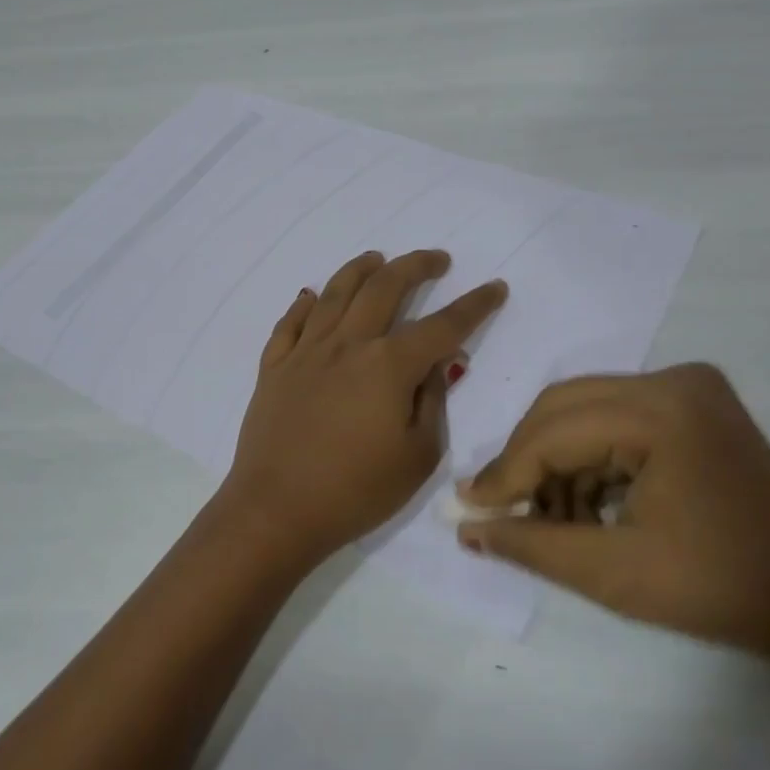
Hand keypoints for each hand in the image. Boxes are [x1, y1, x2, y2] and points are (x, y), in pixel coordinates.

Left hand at [221, 249, 507, 562]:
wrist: (276, 511)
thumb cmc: (356, 491)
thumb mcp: (417, 456)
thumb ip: (432, 401)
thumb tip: (439, 363)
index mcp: (388, 365)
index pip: (442, 325)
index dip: (474, 305)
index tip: (495, 287)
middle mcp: (347, 344)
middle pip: (384, 288)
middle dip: (415, 266)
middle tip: (435, 259)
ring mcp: (305, 352)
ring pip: (334, 292)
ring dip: (360, 269)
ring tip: (376, 258)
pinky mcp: (274, 367)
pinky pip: (289, 323)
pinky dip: (303, 303)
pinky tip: (311, 295)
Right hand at [456, 363, 769, 657]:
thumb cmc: (720, 589)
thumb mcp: (613, 573)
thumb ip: (532, 544)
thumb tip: (467, 527)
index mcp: (661, 411)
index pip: (556, 432)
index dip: (507, 472)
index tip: (469, 506)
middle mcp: (673, 380)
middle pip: (565, 407)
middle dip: (528, 460)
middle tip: (501, 507)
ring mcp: (688, 386)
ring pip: (586, 410)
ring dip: (559, 460)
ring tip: (552, 519)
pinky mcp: (694, 402)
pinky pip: (616, 417)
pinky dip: (592, 457)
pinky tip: (587, 503)